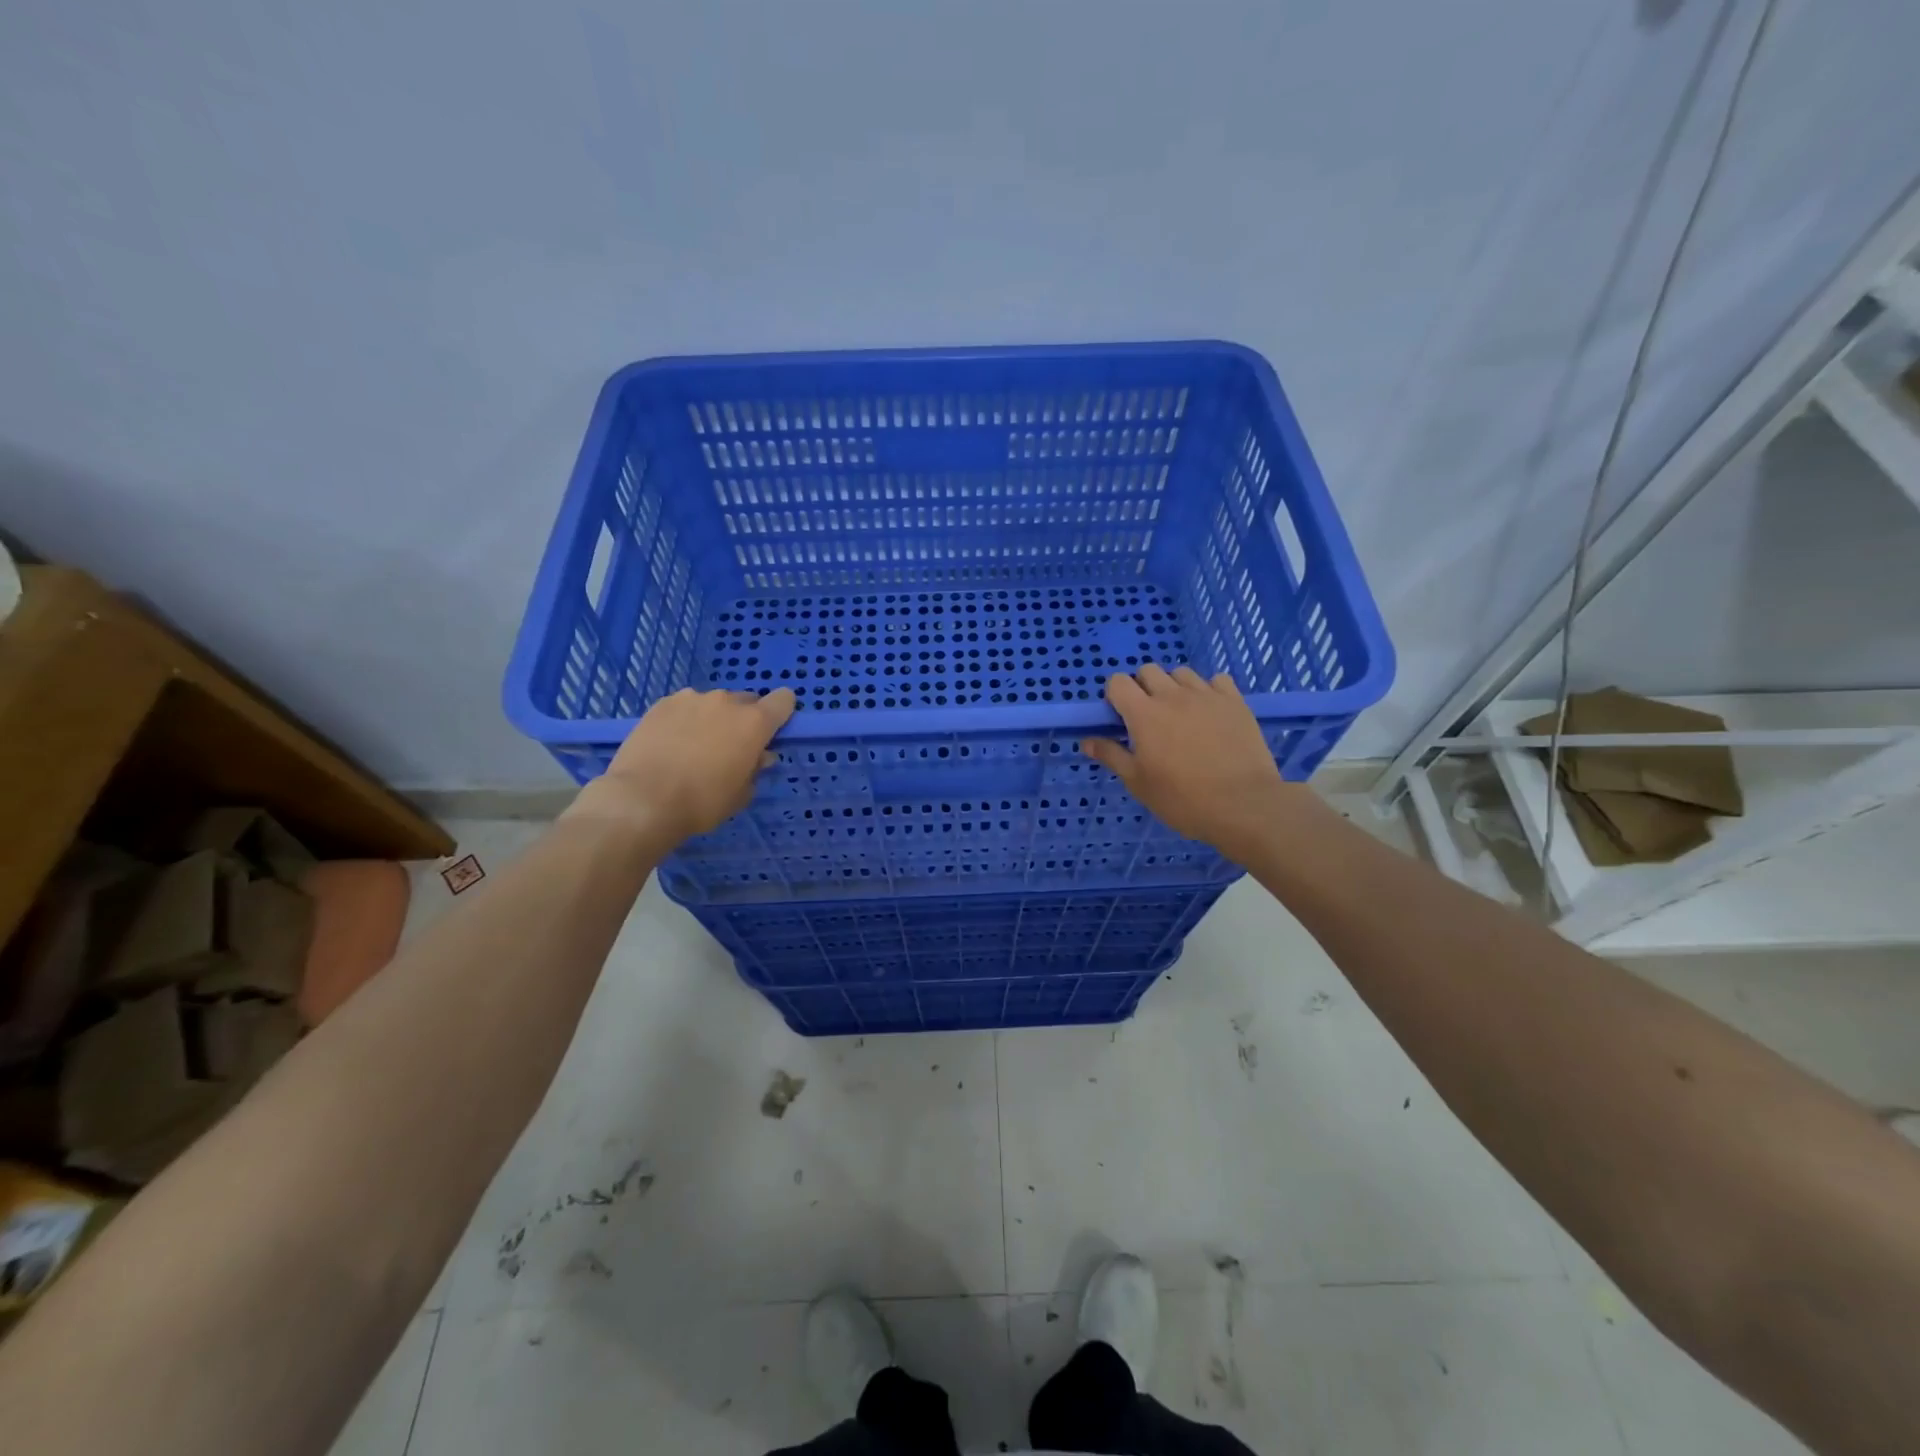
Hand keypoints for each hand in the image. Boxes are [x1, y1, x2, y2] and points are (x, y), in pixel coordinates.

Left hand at [564, 687, 795, 845]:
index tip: (772, 732)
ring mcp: (691, 698)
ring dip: (713, 718)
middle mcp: (726, 701)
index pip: (784, 700)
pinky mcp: (662, 704)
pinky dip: (685, 719)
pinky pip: (684, 706)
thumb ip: (755, 769)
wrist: (643, 799)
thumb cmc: (702, 802)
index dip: (782, 713)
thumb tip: (759, 756)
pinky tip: (672, 743)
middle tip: (730, 747)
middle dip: (744, 719)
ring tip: (695, 746)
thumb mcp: (741, 794)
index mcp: (754, 722)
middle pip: (747, 701)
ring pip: (713, 703)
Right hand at [1081, 665, 1315, 863]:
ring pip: (1182, 673)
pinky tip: (1211, 713)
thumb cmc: (1182, 799)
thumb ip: (1111, 756)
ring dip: (1174, 687)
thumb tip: (1087, 740)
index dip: (1115, 695)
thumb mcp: (1138, 782)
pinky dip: (1209, 691)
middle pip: (1148, 670)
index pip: (1117, 682)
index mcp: (1143, 714)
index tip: (1121, 718)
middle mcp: (1172, 696)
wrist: (1243, 804)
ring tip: (1181, 714)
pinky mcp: (1235, 701)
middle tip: (1149, 718)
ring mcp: (1207, 695)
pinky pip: (1217, 680)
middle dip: (1142, 687)